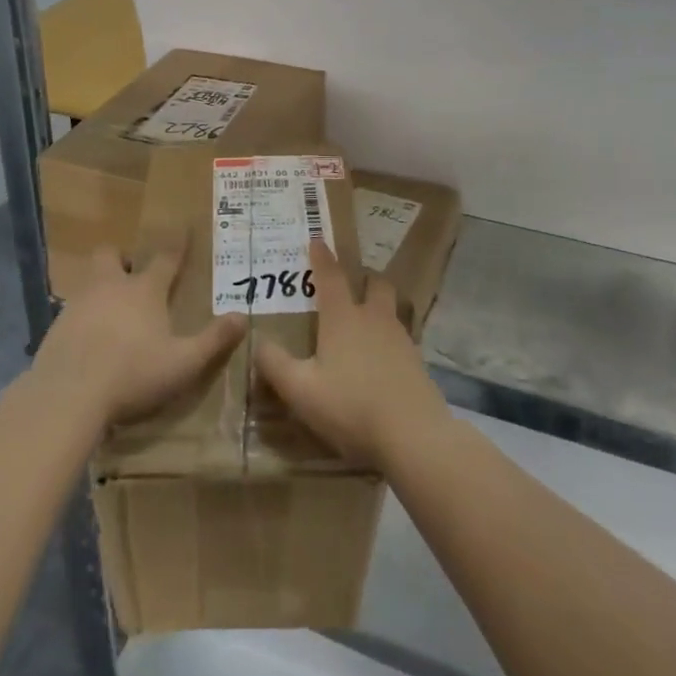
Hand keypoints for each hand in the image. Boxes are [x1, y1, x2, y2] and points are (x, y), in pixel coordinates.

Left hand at [34, 243, 244, 426]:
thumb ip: (213, 340)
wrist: (67, 395)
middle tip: (132, 274)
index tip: (183, 226)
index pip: (166, 259)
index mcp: (144, 290)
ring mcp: (78, 303)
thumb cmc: (132, 374)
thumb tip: (243, 317)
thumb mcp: (183, 363)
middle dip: (122, 258)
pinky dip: (83, 316)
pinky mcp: (56, 325)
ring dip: (101, 286)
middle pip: (111, 255)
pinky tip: (88, 339)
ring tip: (112, 310)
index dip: (177, 244)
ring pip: (89, 279)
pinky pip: (71, 309)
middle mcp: (110, 286)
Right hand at [254, 240, 449, 470]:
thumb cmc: (351, 406)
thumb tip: (258, 342)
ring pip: (390, 310)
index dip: (322, 257)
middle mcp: (374, 319)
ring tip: (364, 322)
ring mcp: (401, 339)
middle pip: (375, 284)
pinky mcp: (417, 363)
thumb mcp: (301, 391)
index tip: (317, 240)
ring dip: (378, 307)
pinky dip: (388, 339)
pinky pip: (400, 338)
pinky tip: (380, 360)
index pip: (330, 277)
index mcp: (343, 318)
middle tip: (352, 283)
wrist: (414, 436)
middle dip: (364, 278)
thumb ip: (275, 365)